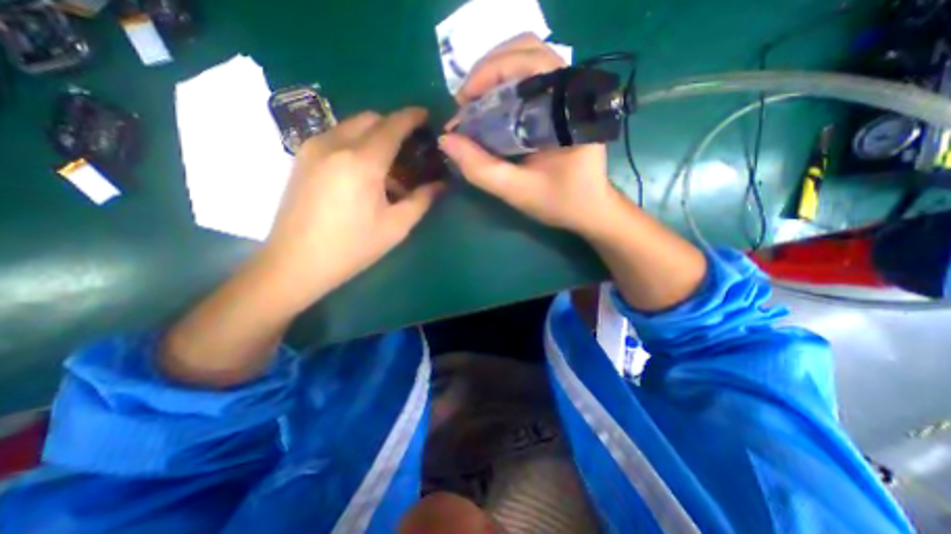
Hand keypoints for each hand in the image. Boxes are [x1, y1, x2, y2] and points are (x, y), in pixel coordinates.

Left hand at [254, 106, 443, 310]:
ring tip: (390, 166)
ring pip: (352, 126)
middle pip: (371, 119)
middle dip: (394, 126)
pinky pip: (336, 137)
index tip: (427, 117)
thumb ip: (421, 200)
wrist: (295, 263)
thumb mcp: (395, 227)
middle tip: (411, 149)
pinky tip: (365, 172)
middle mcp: (334, 144)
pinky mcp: (302, 158)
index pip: (392, 125)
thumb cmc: (352, 248)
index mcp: (361, 162)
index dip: (412, 117)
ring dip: (375, 136)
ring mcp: (313, 148)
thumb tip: (440, 185)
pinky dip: (357, 144)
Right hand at [438, 33, 624, 237]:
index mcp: (568, 109)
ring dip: (494, 77)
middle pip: (525, 50)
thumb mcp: (517, 190)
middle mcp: (572, 91)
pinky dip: (504, 87)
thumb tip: (445, 140)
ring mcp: (568, 95)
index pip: (528, 62)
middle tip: (465, 103)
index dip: (488, 74)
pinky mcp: (562, 105)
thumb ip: (481, 169)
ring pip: (527, 61)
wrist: (590, 209)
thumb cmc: (560, 202)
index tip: (462, 103)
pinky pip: (530, 79)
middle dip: (487, 72)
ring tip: (474, 105)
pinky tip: (491, 110)